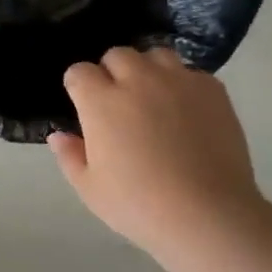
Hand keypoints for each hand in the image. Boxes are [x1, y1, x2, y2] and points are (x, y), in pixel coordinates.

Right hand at [49, 47, 268, 256]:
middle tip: (119, 103)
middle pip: (117, 55)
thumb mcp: (90, 189)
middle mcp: (137, 80)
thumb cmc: (140, 206)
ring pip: (156, 55)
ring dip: (148, 70)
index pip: (79, 71)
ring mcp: (178, 81)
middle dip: (112, 72)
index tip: (84, 105)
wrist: (209, 216)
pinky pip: (191, 72)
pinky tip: (186, 111)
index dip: (79, 86)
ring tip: (154, 98)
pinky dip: (183, 85)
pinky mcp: (212, 90)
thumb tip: (59, 135)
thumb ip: (70, 156)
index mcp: (101, 102)